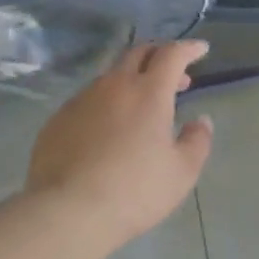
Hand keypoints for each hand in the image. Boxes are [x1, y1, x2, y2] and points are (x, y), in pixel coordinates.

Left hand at [27, 40, 214, 245]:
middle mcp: (113, 86)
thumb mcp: (181, 172)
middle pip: (138, 53)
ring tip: (142, 107)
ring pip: (111, 77)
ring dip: (131, 81)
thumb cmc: (134, 190)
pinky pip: (88, 100)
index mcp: (148, 92)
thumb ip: (197, 141)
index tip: (201, 50)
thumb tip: (200, 121)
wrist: (67, 211)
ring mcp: (81, 100)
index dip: (188, 48)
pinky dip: (106, 104)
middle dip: (160, 55)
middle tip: (175, 76)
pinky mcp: (58, 119)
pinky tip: (108, 131)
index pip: (172, 54)